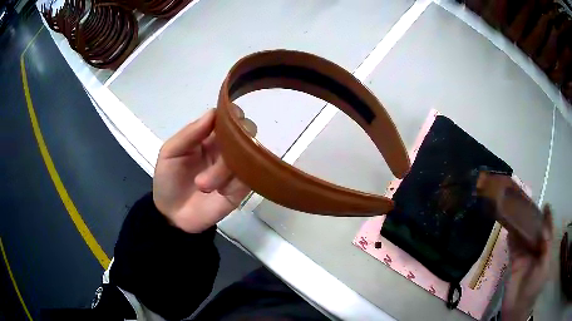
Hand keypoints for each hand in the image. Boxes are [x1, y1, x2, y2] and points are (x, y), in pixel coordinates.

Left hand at [153, 108, 256, 232]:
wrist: (173, 216)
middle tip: (217, 159)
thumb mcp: (170, 153)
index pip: (228, 118)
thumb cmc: (168, 181)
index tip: (230, 120)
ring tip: (202, 186)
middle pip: (244, 135)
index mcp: (208, 137)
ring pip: (245, 158)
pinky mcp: (241, 189)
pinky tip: (220, 193)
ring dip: (223, 171)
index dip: (232, 115)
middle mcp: (225, 150)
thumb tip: (213, 112)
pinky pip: (248, 179)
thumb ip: (189, 133)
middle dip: (231, 146)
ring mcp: (234, 169)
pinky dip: (233, 184)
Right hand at [501, 205, 553, 319]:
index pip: (548, 232)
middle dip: (533, 219)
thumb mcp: (544, 267)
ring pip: (524, 237)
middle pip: (535, 232)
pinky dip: (511, 238)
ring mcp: (524, 256)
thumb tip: (543, 227)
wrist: (517, 305)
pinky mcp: (514, 261)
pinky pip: (513, 247)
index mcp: (545, 251)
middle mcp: (536, 250)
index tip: (546, 205)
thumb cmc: (534, 286)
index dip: (548, 218)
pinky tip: (508, 228)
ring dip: (521, 226)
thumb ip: (546, 247)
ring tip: (518, 212)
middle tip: (529, 205)